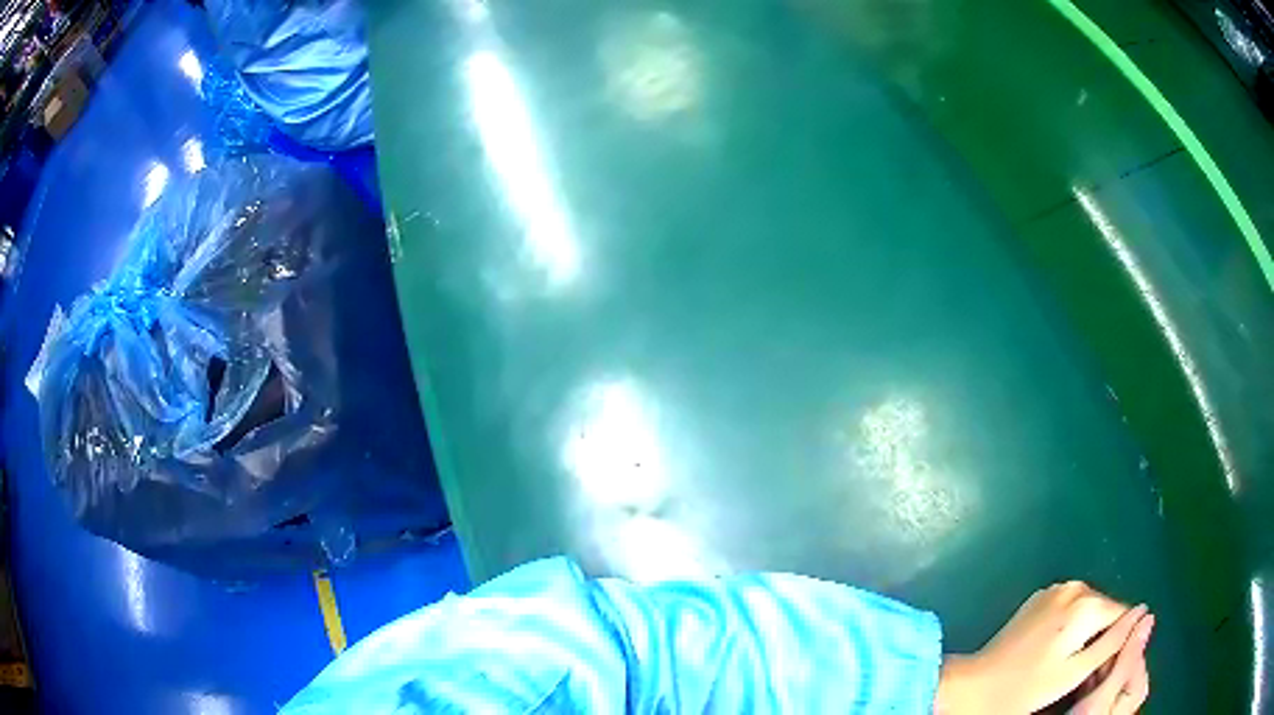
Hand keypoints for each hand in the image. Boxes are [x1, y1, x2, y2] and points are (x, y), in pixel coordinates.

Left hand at [934, 581, 1151, 713]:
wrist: (975, 686)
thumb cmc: (1027, 687)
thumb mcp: (1076, 671)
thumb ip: (1114, 640)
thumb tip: (1144, 612)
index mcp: (1087, 603)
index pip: (1123, 615)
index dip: (1117, 644)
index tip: (1101, 669)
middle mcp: (1074, 587)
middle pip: (1105, 611)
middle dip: (1102, 638)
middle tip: (1082, 673)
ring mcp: (1054, 590)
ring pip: (1088, 611)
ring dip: (1086, 634)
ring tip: (1065, 666)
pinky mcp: (1039, 599)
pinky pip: (1068, 610)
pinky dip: (1069, 628)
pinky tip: (1053, 654)